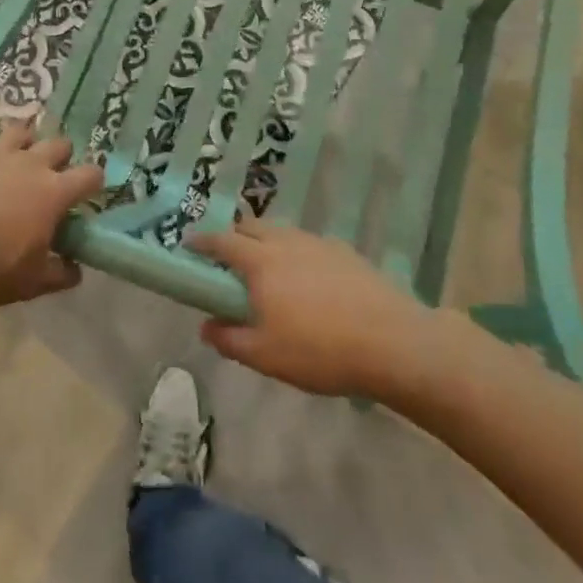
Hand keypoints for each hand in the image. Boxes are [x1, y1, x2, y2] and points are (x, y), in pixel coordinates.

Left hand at [0, 117, 101, 308]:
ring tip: (16, 153)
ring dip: (22, 140)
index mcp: (54, 192)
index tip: (89, 190)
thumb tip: (75, 270)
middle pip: (57, 143)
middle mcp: (29, 163)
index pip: (89, 175)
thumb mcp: (35, 282)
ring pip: (18, 130)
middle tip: (51, 172)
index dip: (93, 181)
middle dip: (60, 155)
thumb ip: (61, 273)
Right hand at [191, 219, 438, 399]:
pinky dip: (295, 253)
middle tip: (226, 259)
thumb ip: (229, 339)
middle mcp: (286, 242)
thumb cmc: (319, 349)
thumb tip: (206, 326)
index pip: (222, 241)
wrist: (393, 342)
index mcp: (260, 261)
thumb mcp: (264, 355)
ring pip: (282, 233)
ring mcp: (319, 244)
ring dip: (265, 242)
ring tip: (266, 268)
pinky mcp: (346, 253)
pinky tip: (306, 279)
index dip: (202, 242)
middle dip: (234, 237)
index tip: (189, 246)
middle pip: (251, 227)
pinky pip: (308, 244)